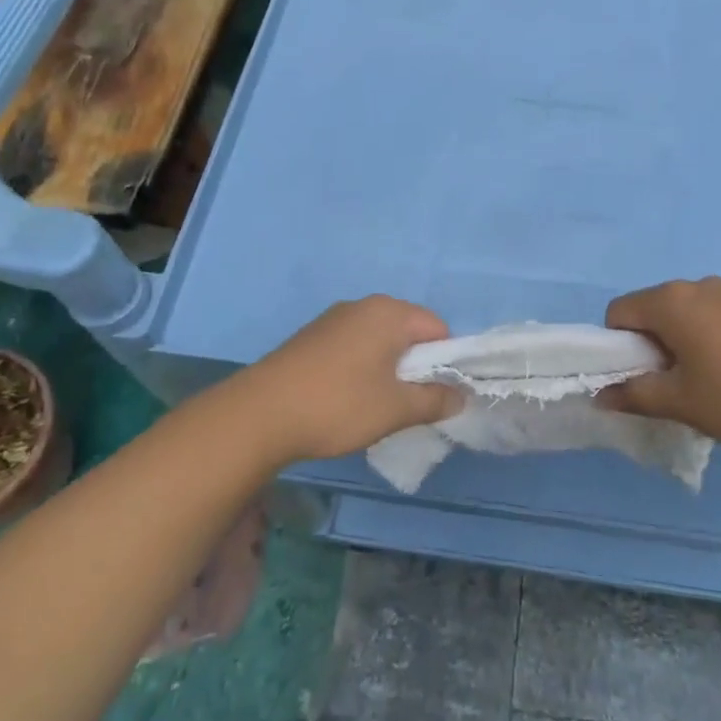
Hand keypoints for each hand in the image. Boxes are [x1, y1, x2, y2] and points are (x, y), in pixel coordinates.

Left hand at [229, 295, 461, 463]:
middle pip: (408, 332)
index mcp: (388, 313)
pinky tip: (346, 399)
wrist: (259, 414)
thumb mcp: (395, 409)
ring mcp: (333, 319)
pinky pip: (352, 346)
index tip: (437, 395)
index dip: (446, 362)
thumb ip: (435, 400)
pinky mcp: (311, 337)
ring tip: (376, 405)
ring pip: (379, 340)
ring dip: (387, 369)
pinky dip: (361, 368)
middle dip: (416, 366)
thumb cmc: (338, 405)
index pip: (438, 329)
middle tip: (408, 403)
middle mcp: (362, 306)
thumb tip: (461, 396)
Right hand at [599, 277, 720, 457]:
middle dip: (648, 343)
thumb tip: (599, 396)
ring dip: (678, 340)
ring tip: (704, 379)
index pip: (618, 312)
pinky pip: (712, 314)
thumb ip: (633, 395)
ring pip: (683, 312)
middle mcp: (697, 285)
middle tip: (671, 382)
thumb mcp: (679, 402)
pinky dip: (706, 336)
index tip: (640, 377)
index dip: (618, 346)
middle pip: (650, 308)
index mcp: (671, 301)